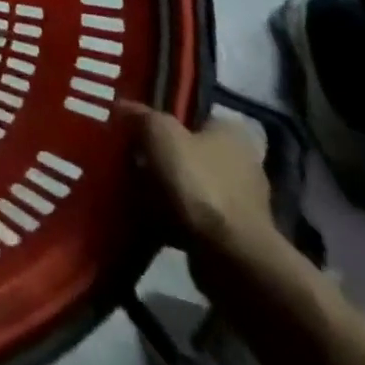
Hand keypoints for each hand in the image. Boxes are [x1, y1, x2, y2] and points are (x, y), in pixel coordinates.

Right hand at [123, 103, 282, 266]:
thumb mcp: (160, 133)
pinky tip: (143, 217)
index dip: (166, 118)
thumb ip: (141, 115)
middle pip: (189, 152)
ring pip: (187, 186)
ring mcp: (238, 205)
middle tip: (127, 156)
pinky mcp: (230, 238)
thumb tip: (122, 106)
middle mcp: (241, 165)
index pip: (195, 116)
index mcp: (231, 134)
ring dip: (162, 189)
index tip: (137, 126)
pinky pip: (190, 217)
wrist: (231, 258)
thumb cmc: (199, 182)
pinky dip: (169, 217)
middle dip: (160, 156)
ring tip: (128, 187)